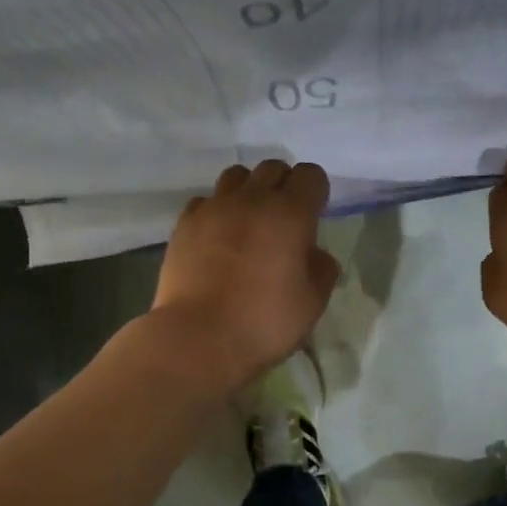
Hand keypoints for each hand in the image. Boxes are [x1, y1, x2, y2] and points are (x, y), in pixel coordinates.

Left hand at [149, 161, 339, 392]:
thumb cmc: (264, 322)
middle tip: (284, 219)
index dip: (316, 191)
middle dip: (284, 185)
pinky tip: (217, 237)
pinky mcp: (184, 224)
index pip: (311, 175)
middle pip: (272, 168)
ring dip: (248, 191)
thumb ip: (322, 269)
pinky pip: (206, 201)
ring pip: (236, 176)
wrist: (198, 338)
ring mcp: (214, 208)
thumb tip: (314, 253)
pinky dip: (216, 211)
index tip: (314, 216)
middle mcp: (251, 200)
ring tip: (249, 221)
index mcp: (290, 214)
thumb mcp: (312, 302)